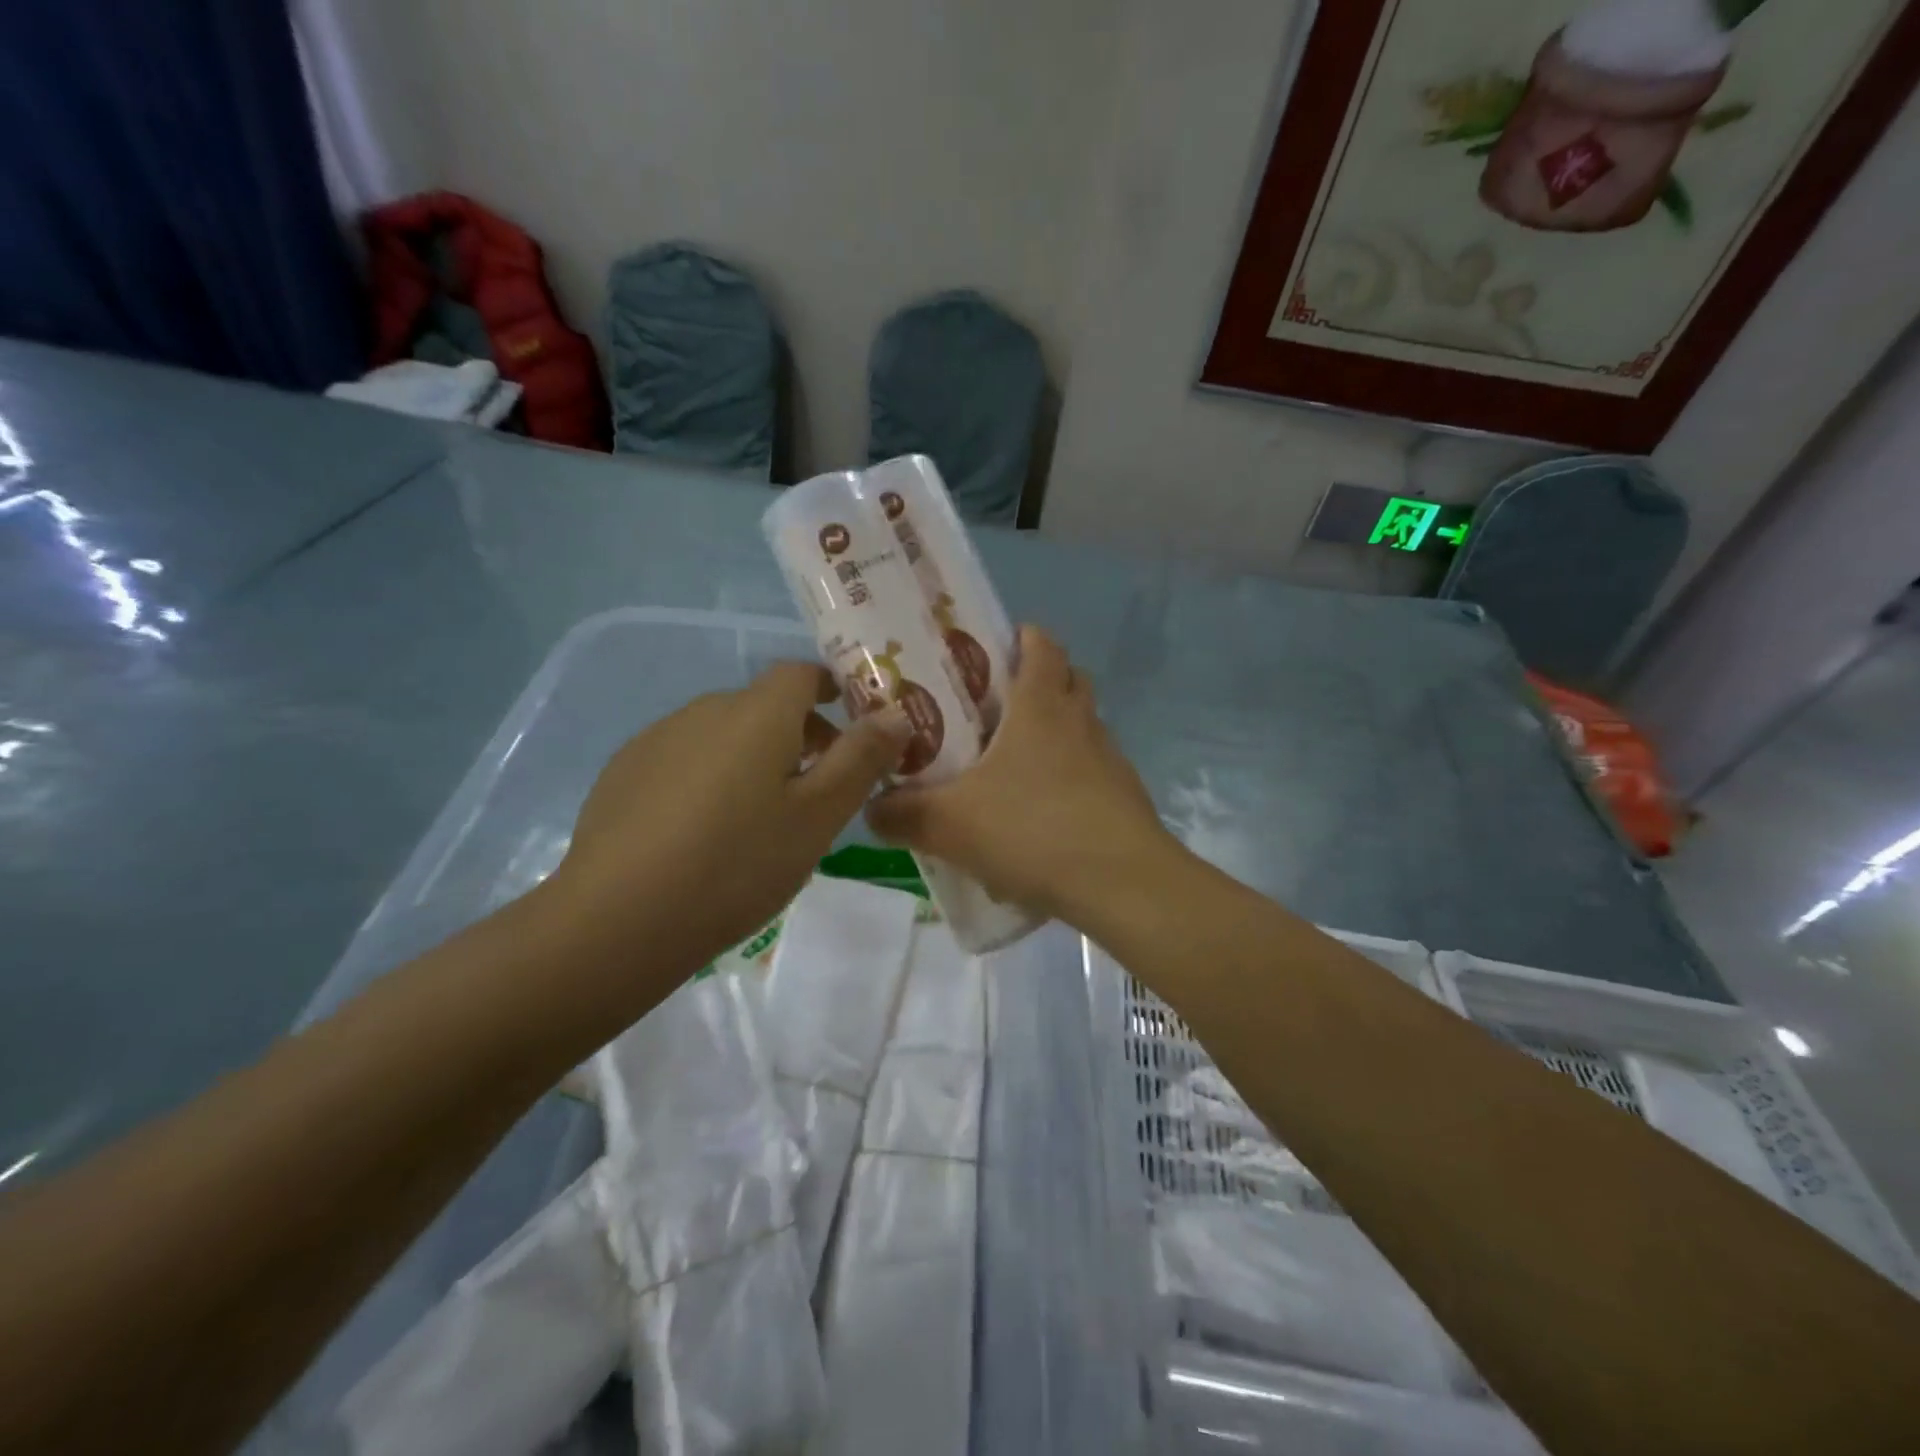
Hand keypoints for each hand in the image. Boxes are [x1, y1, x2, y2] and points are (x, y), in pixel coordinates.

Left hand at [548, 663, 910, 982]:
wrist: (618, 918)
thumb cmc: (738, 864)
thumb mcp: (818, 817)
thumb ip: (861, 759)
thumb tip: (896, 713)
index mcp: (757, 713)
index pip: (802, 673)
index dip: (832, 689)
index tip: (851, 728)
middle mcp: (705, 709)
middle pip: (763, 705)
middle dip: (798, 733)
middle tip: (816, 790)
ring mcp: (658, 739)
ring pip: (723, 733)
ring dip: (752, 756)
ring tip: (760, 818)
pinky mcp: (624, 772)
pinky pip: (684, 758)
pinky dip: (709, 777)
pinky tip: (703, 832)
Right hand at [866, 627, 1177, 924]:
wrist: (1121, 884)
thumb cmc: (1033, 830)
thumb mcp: (951, 824)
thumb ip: (903, 815)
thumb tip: (871, 809)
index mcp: (1041, 706)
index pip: (1042, 645)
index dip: (1022, 637)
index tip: (993, 649)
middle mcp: (1081, 721)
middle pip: (1068, 679)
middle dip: (1038, 682)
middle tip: (995, 707)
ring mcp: (1110, 759)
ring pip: (1082, 726)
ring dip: (1055, 733)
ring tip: (1012, 766)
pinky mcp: (1125, 797)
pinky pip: (1093, 771)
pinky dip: (1069, 778)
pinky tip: (1041, 815)